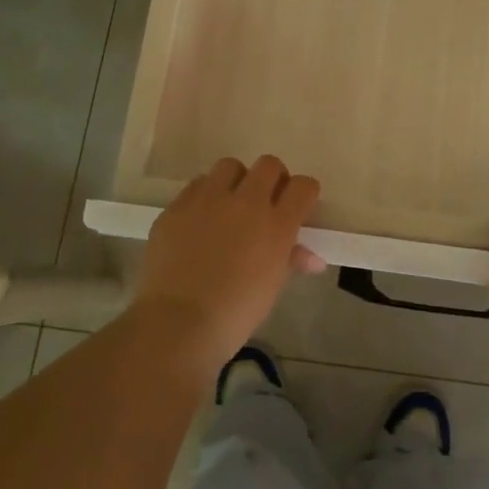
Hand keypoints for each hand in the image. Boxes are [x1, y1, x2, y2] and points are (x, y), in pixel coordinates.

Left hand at [131, 156, 324, 372]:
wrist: (178, 324)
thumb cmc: (236, 313)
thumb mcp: (272, 286)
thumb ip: (291, 259)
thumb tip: (311, 258)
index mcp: (277, 224)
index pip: (304, 186)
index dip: (304, 194)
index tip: (298, 206)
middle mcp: (246, 202)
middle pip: (269, 165)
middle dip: (273, 179)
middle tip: (266, 203)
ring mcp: (208, 200)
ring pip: (230, 166)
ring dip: (236, 181)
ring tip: (229, 206)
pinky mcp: (177, 206)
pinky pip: (196, 186)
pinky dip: (204, 196)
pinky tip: (199, 221)